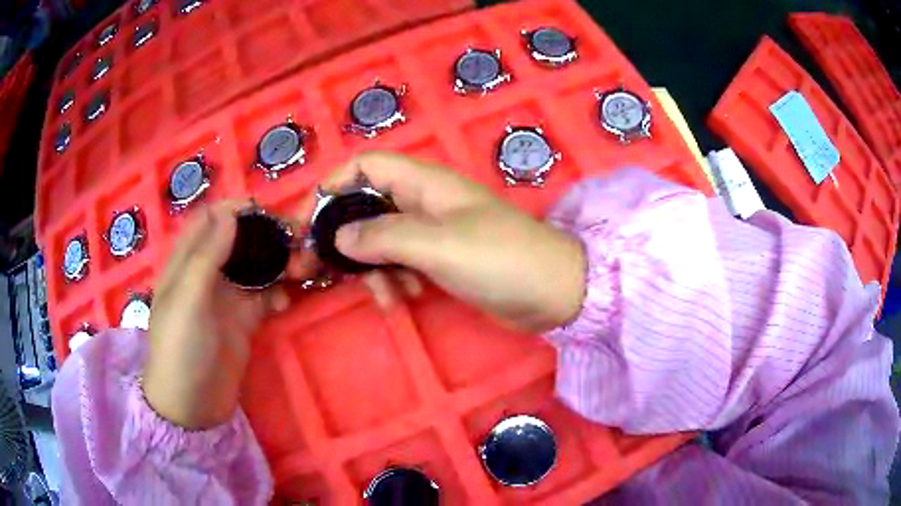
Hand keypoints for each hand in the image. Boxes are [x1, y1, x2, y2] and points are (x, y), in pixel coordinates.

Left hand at [143, 202, 291, 428]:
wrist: (192, 406)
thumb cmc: (180, 348)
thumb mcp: (187, 299)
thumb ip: (207, 255)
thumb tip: (232, 212)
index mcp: (187, 261)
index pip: (211, 219)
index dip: (237, 209)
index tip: (267, 212)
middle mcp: (209, 272)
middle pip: (240, 239)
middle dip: (268, 235)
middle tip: (298, 238)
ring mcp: (228, 296)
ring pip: (257, 265)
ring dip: (280, 262)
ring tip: (304, 267)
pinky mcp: (245, 319)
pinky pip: (266, 295)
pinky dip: (280, 291)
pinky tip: (287, 301)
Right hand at [299, 152, 585, 332]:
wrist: (553, 293)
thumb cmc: (501, 259)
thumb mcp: (438, 244)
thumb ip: (384, 237)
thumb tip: (338, 237)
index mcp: (423, 183)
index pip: (364, 167)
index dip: (331, 188)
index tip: (307, 223)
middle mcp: (423, 202)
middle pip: (364, 207)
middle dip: (340, 237)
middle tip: (316, 271)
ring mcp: (432, 233)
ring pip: (379, 241)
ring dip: (370, 268)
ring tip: (381, 296)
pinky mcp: (440, 261)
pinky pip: (401, 264)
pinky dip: (393, 281)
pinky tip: (402, 300)